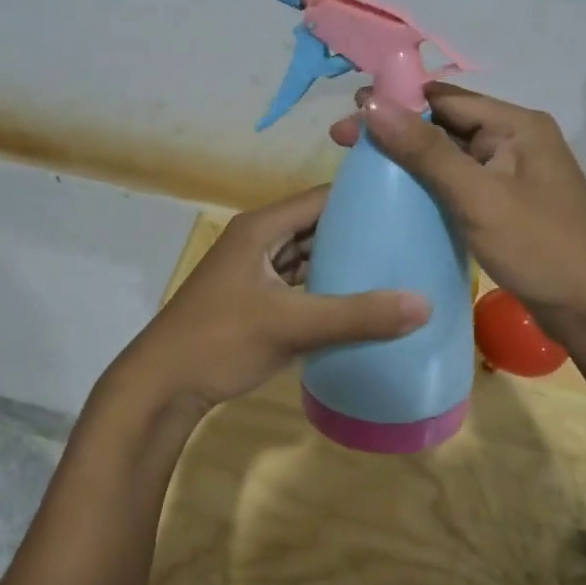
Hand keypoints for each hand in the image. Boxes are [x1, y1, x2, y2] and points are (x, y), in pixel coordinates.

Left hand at [113, 185, 430, 415]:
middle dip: (358, 232)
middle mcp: (257, 241)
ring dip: (342, 262)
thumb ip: (356, 316)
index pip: (320, 198)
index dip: (361, 198)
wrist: (161, 387)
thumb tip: (424, 304)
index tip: (407, 205)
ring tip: (395, 266)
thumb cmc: (219, 341)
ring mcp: (254, 272)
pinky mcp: (254, 300)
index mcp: (260, 228)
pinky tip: (359, 301)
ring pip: (307, 256)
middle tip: (409, 238)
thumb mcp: (291, 325)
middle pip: (316, 226)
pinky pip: (299, 283)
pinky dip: (325, 288)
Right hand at [329, 84, 585, 344]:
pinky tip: (399, 198)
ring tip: (362, 168)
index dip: (396, 102)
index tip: (350, 114)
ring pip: (451, 157)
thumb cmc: (541, 248)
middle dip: (397, 131)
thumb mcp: (478, 196)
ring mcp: (514, 176)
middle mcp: (517, 141)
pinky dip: (429, 186)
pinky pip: (461, 184)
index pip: (445, 98)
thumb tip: (372, 103)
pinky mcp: (509, 207)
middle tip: (343, 142)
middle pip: (446, 125)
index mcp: (517, 125)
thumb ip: (425, 151)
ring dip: (410, 159)